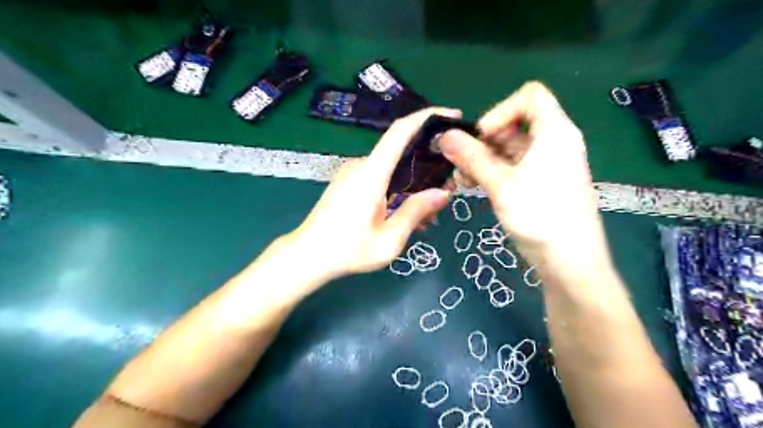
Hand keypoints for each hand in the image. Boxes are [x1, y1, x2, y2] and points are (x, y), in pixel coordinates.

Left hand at [282, 107, 455, 280]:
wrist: (308, 256)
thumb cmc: (348, 250)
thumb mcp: (389, 238)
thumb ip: (416, 212)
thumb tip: (443, 193)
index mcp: (371, 173)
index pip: (400, 131)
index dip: (427, 117)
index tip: (452, 116)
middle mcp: (361, 164)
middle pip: (400, 151)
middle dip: (427, 163)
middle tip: (447, 188)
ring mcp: (352, 172)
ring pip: (391, 167)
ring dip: (412, 182)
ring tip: (428, 212)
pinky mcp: (348, 182)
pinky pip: (379, 176)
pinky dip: (397, 187)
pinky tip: (404, 212)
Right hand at [439, 82, 611, 272]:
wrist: (570, 262)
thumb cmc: (540, 216)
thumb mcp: (502, 184)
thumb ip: (472, 157)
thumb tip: (444, 136)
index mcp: (554, 132)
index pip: (530, 97)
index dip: (501, 110)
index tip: (481, 137)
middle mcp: (552, 143)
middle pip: (513, 125)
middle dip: (482, 141)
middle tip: (458, 162)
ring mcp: (545, 165)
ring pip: (508, 149)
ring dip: (481, 159)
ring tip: (460, 179)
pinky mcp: (538, 184)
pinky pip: (511, 168)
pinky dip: (491, 172)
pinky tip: (472, 186)